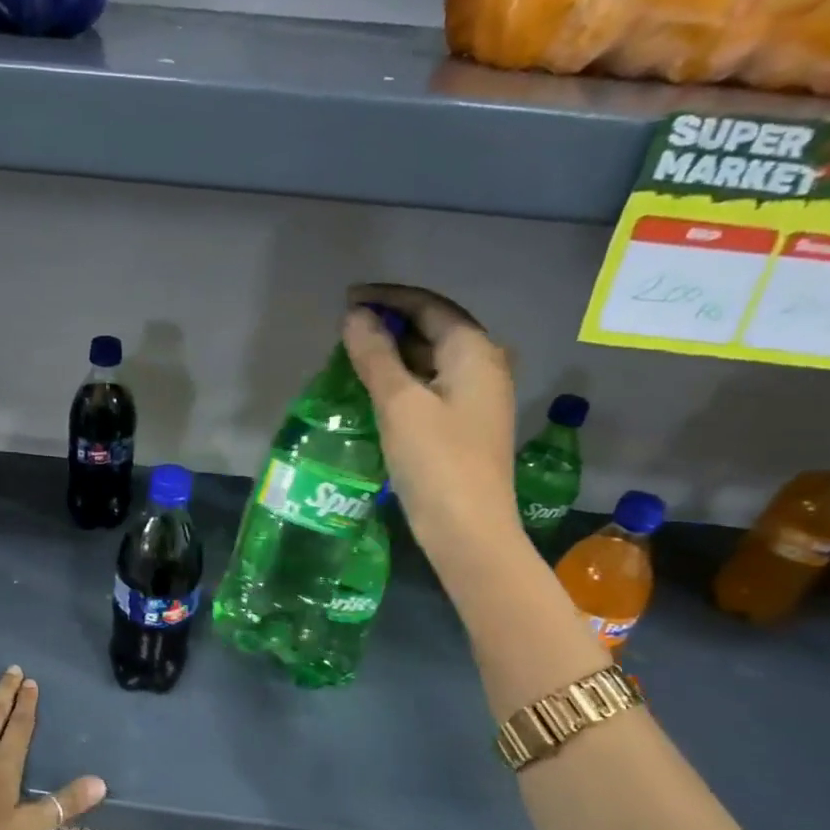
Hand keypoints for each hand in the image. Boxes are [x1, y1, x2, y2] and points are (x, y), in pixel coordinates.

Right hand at [343, 282, 519, 543]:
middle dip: (390, 325)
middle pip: (433, 329)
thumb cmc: (436, 461)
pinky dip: (403, 381)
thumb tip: (355, 316)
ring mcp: (477, 398)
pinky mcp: (465, 426)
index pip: (428, 306)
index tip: (347, 301)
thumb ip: (375, 355)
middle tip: (345, 331)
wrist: (469, 530)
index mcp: (474, 351)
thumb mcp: (399, 403)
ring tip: (353, 358)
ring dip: (394, 354)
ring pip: (431, 360)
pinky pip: (431, 387)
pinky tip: (374, 392)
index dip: (387, 298)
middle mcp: (484, 366)